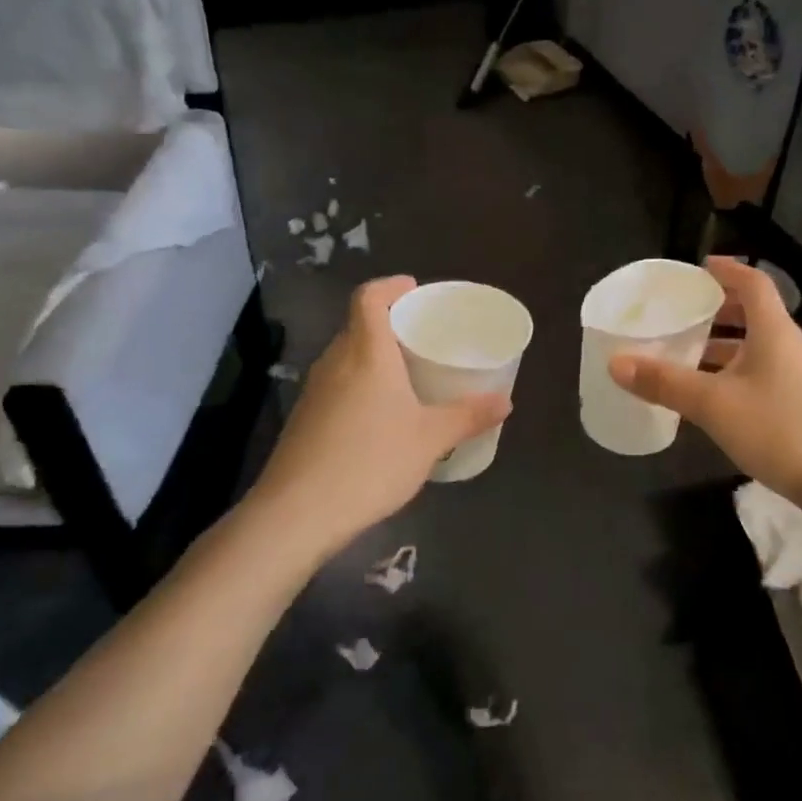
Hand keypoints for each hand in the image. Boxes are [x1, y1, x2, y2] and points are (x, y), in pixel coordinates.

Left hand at [251, 276, 510, 554]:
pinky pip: (336, 385)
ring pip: (346, 357)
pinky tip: (379, 417)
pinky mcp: (304, 420)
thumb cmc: (371, 462)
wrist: (297, 514)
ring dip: (373, 356)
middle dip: (389, 323)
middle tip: (422, 336)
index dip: (390, 286)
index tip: (414, 290)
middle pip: (358, 325)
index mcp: (366, 353)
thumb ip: (468, 416)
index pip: (369, 298)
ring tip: (406, 375)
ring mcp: (314, 392)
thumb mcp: (430, 439)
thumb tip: (505, 402)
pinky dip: (359, 384)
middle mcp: (335, 362)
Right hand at [608, 257, 801, 521]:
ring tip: (685, 354)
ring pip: (755, 347)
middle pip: (753, 313)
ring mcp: (797, 376)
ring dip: (722, 345)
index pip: (753, 282)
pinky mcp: (799, 404)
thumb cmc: (779, 429)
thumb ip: (666, 382)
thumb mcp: (714, 404)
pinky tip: (710, 396)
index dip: (727, 270)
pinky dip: (732, 373)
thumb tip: (616, 361)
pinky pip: (760, 373)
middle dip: (718, 310)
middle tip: (682, 314)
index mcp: (773, 330)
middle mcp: (788, 345)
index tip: (700, 267)